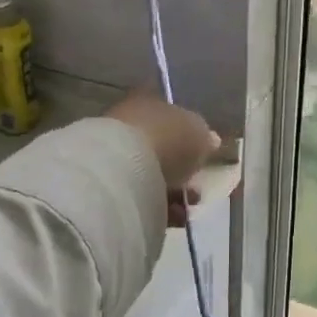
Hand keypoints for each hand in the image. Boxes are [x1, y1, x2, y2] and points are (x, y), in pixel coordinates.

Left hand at [105, 91, 219, 225]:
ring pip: (149, 172)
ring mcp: (113, 153)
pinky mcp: (106, 184)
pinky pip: (139, 194)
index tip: (204, 153)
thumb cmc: (166, 139)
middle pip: (159, 145)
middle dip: (180, 167)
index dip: (189, 134)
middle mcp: (127, 122)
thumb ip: (204, 136)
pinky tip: (172, 215)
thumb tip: (210, 140)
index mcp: (148, 100)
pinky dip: (156, 204)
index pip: (171, 114)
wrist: (122, 169)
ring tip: (186, 206)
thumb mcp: (198, 132)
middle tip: (196, 185)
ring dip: (170, 189)